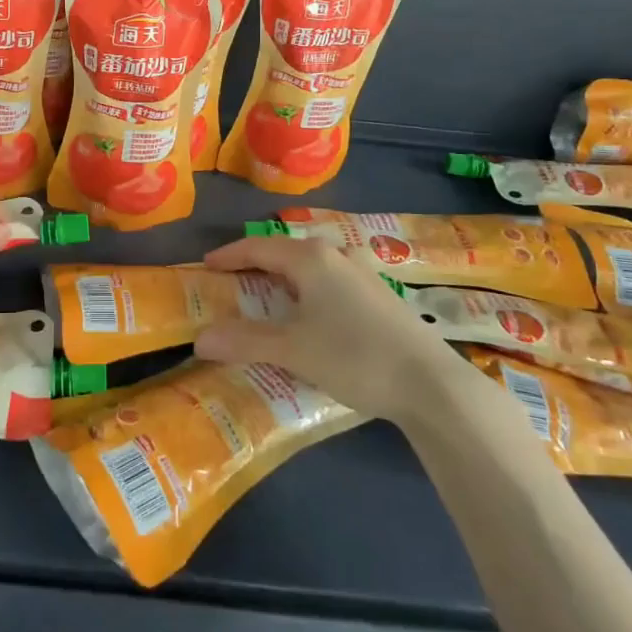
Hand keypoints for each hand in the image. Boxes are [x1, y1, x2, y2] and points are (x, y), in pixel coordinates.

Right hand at [193, 235, 454, 418]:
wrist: (432, 385)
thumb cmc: (354, 356)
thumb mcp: (292, 350)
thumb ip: (244, 341)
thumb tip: (199, 339)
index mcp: (310, 258)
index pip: (258, 247)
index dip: (229, 255)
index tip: (206, 265)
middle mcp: (336, 256)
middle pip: (286, 252)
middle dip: (258, 265)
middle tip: (235, 284)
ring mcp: (364, 274)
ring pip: (314, 266)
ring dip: (288, 278)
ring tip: (272, 298)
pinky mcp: (382, 296)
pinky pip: (333, 282)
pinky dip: (312, 291)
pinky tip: (315, 315)